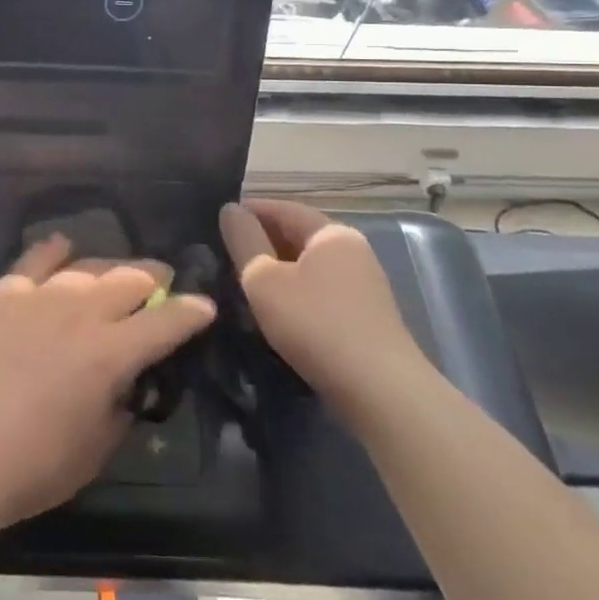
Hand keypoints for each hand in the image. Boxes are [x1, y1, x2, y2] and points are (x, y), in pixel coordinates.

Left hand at [0, 236, 215, 527]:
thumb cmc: (34, 466)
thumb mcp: (98, 448)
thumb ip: (120, 407)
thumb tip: (124, 385)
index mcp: (112, 352)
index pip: (166, 321)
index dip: (192, 312)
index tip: (205, 306)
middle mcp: (80, 312)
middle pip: (129, 278)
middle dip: (154, 278)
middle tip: (162, 282)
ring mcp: (39, 296)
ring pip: (87, 266)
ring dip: (111, 267)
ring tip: (118, 272)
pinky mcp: (2, 294)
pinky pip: (34, 260)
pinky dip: (54, 251)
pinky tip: (62, 248)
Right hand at [219, 200, 427, 411]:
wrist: (380, 391)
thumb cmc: (315, 324)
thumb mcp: (264, 279)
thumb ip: (243, 240)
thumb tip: (230, 209)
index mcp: (331, 233)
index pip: (283, 208)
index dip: (249, 210)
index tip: (218, 220)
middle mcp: (353, 250)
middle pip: (298, 235)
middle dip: (262, 240)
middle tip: (223, 253)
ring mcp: (364, 284)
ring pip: (309, 266)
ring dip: (277, 269)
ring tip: (242, 282)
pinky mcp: (366, 316)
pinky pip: (321, 290)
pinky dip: (295, 291)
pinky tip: (275, 310)